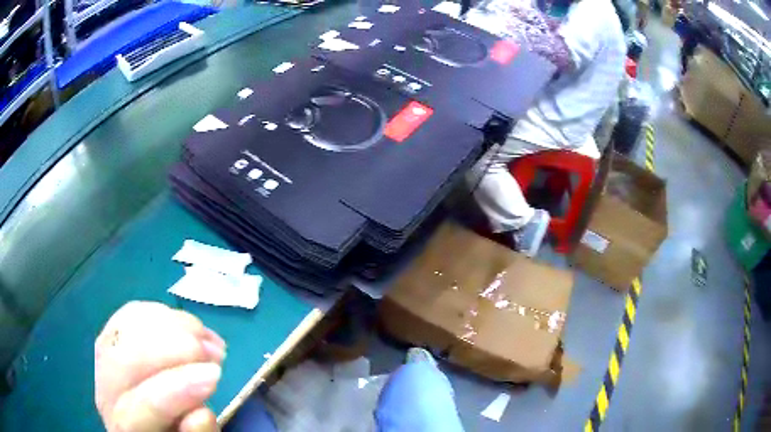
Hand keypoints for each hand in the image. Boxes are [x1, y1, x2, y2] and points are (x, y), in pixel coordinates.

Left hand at [95, 301, 226, 431]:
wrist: (152, 426)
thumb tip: (201, 413)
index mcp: (126, 428)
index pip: (143, 405)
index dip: (179, 388)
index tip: (215, 375)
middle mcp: (106, 392)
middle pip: (124, 359)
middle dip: (173, 347)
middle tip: (214, 352)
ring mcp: (104, 361)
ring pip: (124, 328)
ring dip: (171, 325)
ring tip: (207, 338)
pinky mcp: (111, 338)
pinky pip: (129, 314)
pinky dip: (162, 314)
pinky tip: (190, 326)